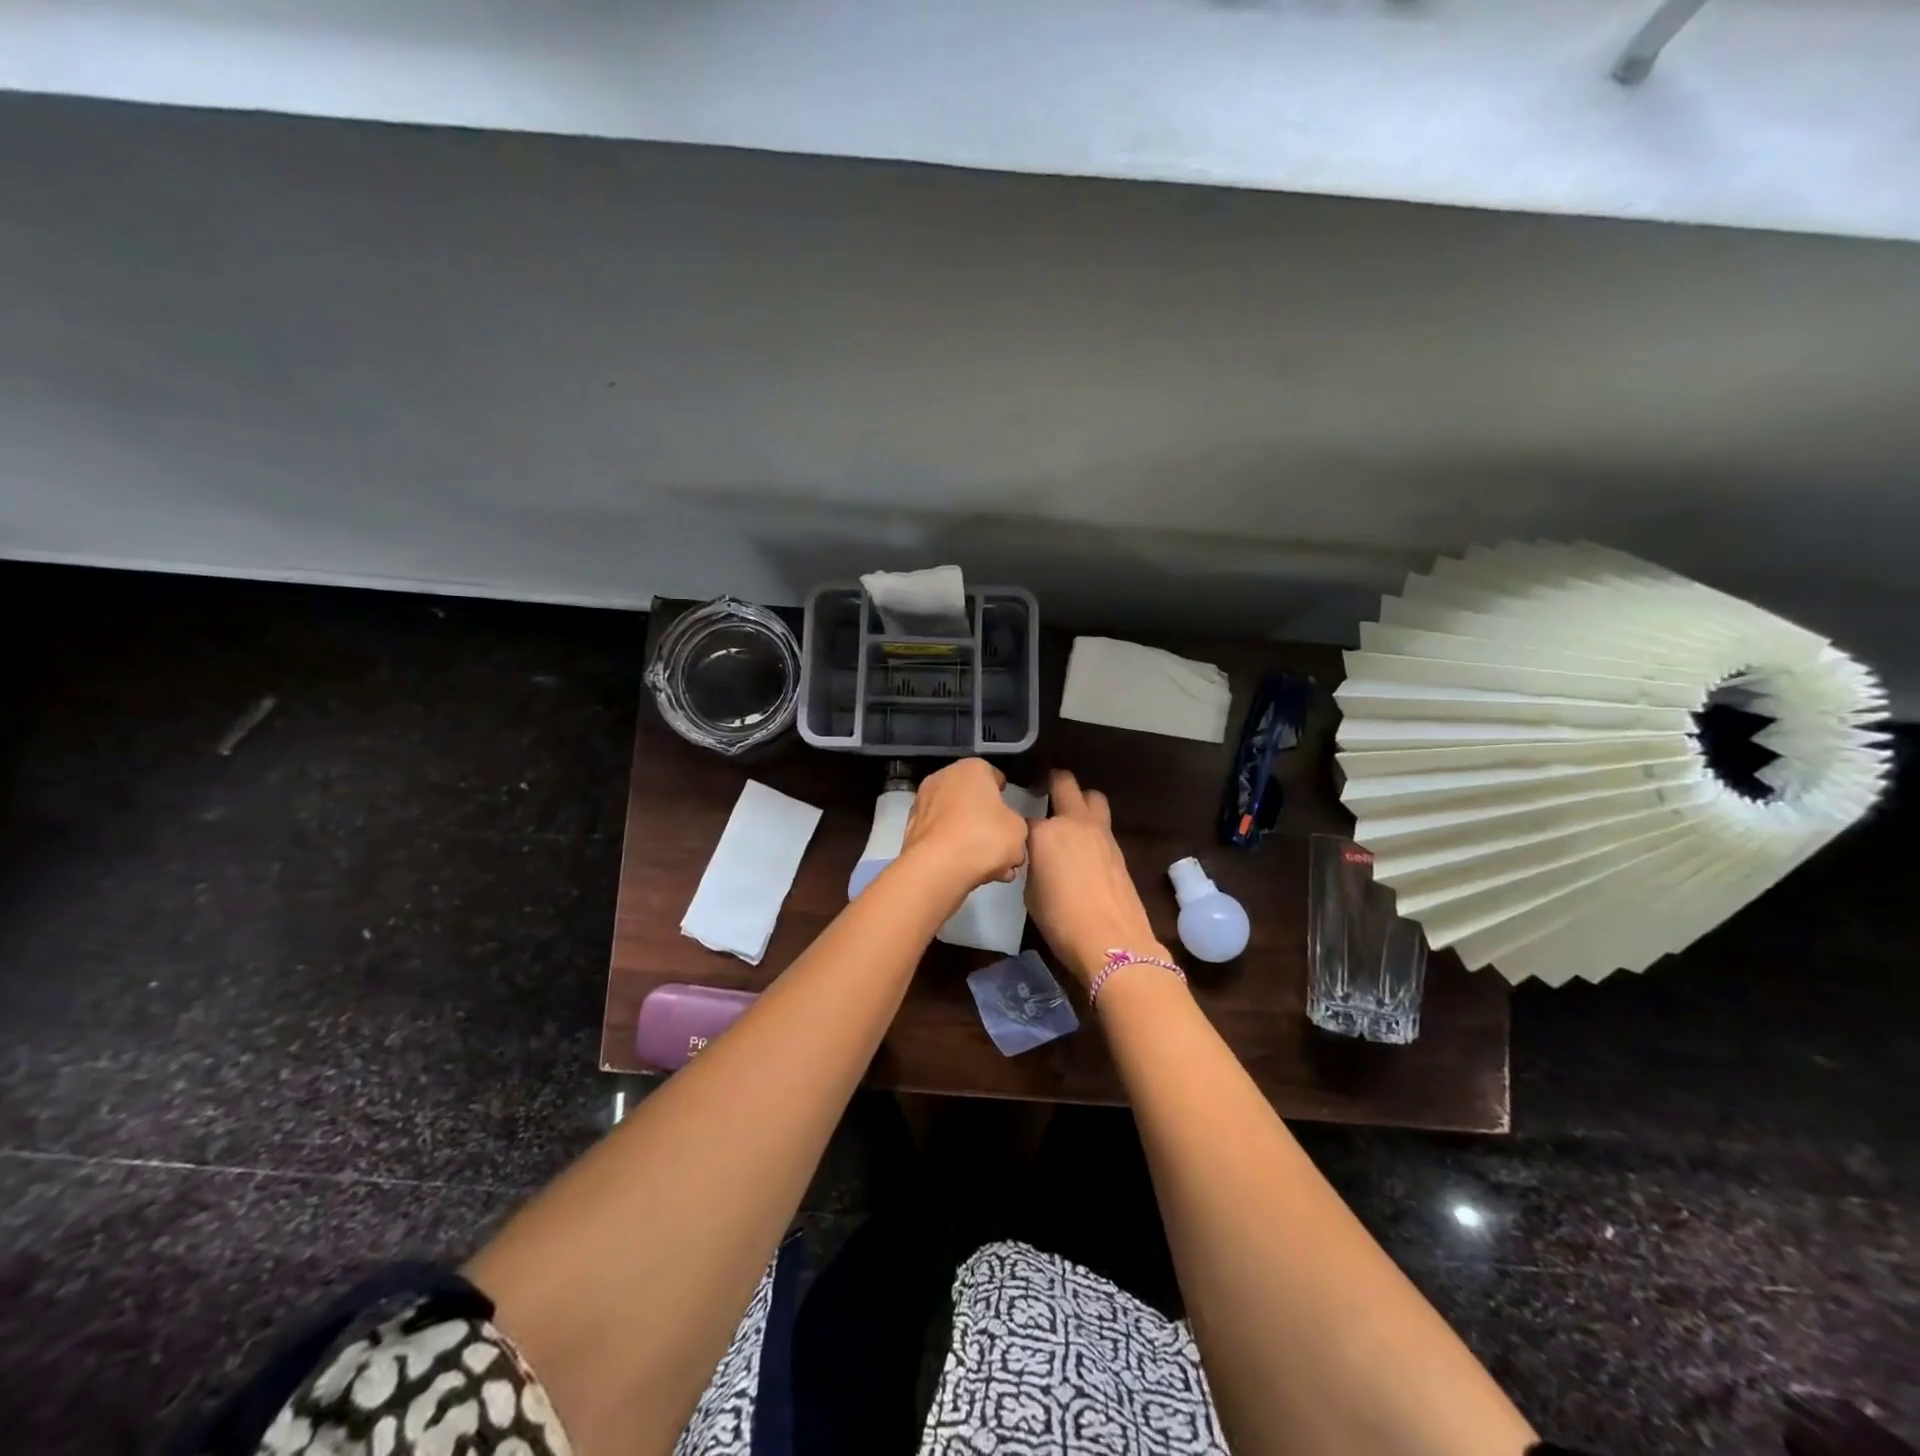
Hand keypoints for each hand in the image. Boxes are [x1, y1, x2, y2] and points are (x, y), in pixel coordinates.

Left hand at [897, 758, 1029, 901]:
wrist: (937, 868)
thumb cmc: (984, 837)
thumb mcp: (1018, 830)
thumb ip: (1014, 824)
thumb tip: (1006, 829)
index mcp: (971, 768)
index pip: (992, 775)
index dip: (1003, 795)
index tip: (1010, 813)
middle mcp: (942, 778)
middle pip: (971, 799)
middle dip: (986, 821)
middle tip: (1001, 844)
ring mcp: (922, 804)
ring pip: (956, 820)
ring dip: (971, 839)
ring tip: (990, 867)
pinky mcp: (911, 830)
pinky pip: (941, 837)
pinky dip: (953, 850)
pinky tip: (969, 871)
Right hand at [1026, 770, 1166, 984]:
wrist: (1111, 941)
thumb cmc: (1061, 921)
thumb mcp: (1031, 893)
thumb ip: (1033, 866)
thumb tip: (1038, 860)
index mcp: (1045, 832)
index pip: (1024, 817)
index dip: (1017, 824)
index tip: (1014, 832)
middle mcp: (1073, 822)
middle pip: (1064, 783)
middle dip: (1053, 782)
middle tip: (1043, 791)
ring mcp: (1101, 832)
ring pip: (1092, 797)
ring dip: (1080, 800)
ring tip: (1069, 817)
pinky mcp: (1119, 848)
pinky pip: (1102, 823)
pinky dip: (1092, 827)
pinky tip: (1084, 847)